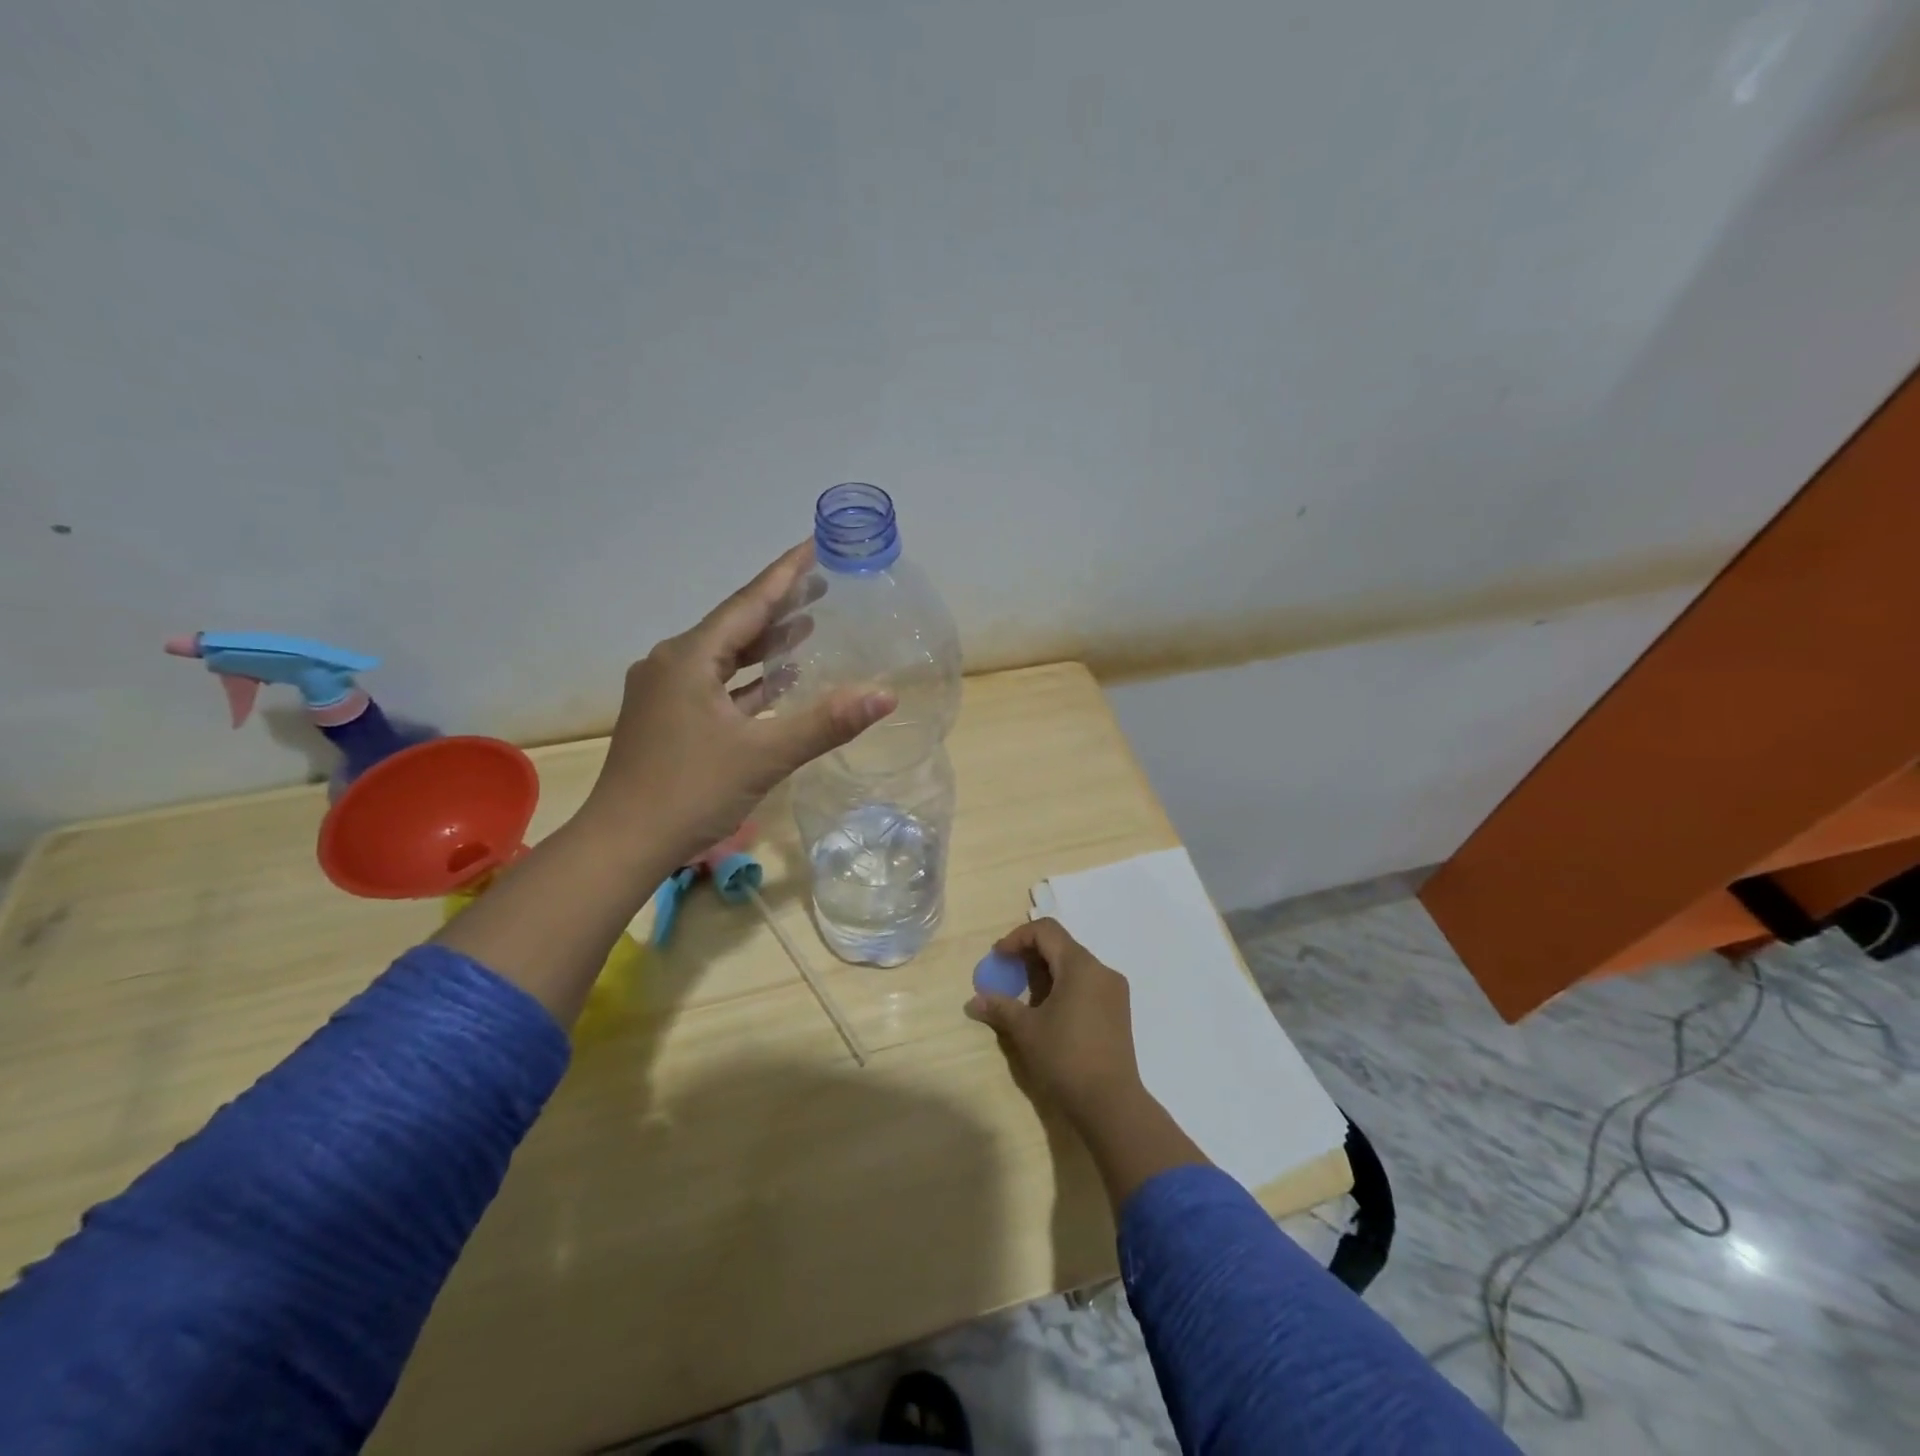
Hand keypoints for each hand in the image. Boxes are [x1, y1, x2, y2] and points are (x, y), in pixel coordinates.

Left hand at [582, 541, 894, 867]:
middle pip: (735, 625)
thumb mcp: (764, 755)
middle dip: (779, 606)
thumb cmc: (690, 792)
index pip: (748, 603)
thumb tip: (885, 695)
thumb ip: (826, 723)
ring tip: (808, 627)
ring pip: (725, 657)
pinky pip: (716, 685)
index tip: (813, 545)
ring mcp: (666, 692)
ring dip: (765, 644)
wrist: (622, 844)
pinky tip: (777, 682)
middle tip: (822, 586)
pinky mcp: (667, 719)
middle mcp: (672, 664)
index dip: (785, 574)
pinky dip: (748, 680)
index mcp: (689, 658)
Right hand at [965, 918, 1145, 1127]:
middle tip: (1007, 976)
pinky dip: (1064, 987)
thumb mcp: (1026, 1030)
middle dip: (1030, 956)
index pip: (1046, 931)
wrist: (1111, 1103)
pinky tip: (1049, 1012)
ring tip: (1025, 997)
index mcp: (1080, 966)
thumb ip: (1000, 1007)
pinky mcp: (1118, 1011)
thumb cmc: (1065, 1058)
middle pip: (1061, 946)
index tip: (998, 958)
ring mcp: (1114, 991)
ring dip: (1046, 973)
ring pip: (1074, 966)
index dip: (1017, 938)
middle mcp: (1101, 970)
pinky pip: (1087, 984)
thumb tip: (973, 1001)